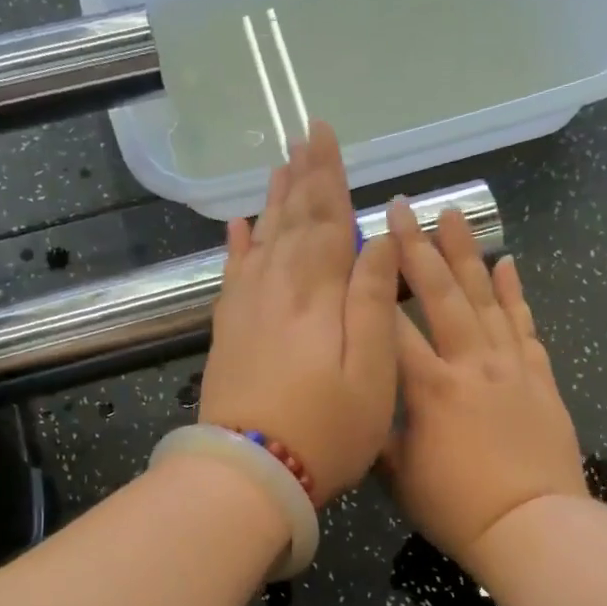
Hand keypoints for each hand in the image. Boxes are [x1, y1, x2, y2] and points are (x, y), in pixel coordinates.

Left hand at [199, 121, 400, 506]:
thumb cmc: (326, 430)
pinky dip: (237, 247)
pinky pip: (232, 275)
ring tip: (279, 167)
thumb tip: (379, 240)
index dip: (328, 176)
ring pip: (262, 240)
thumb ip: (373, 300)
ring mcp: (246, 309)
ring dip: (273, 202)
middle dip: (301, 177)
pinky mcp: (227, 333)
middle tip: (303, 135)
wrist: (251, 472)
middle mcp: (277, 288)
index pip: (327, 219)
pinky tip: (239, 227)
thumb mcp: (373, 371)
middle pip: (291, 220)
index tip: (323, 133)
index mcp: (318, 292)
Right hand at [384, 204, 586, 567]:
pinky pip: (525, 326)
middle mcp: (471, 365)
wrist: (532, 526)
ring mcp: (510, 367)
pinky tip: (507, 262)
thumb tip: (365, 404)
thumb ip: (382, 434)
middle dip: (419, 248)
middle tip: (405, 206)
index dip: (371, 286)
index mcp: (430, 389)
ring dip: (468, 253)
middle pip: (442, 295)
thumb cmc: (457, 509)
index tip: (356, 250)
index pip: (392, 327)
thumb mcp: (400, 478)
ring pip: (486, 299)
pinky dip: (516, 293)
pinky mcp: (540, 378)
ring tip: (454, 213)